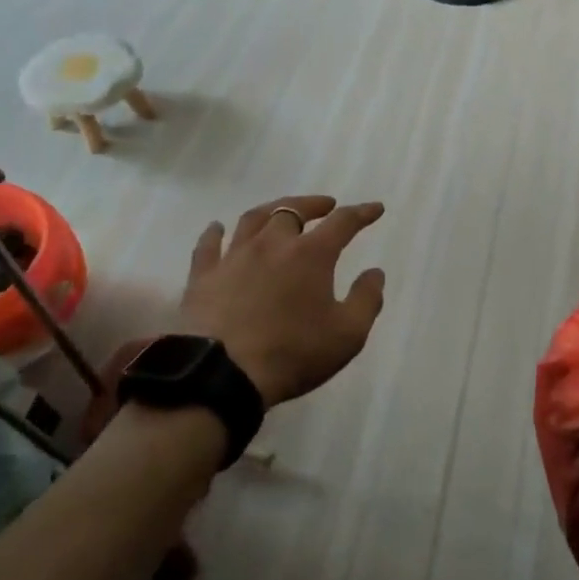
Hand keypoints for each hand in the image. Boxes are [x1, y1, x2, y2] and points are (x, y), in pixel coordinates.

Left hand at [179, 195, 386, 408]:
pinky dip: (215, 232)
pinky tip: (217, 227)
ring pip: (253, 219)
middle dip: (313, 205)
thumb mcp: (347, 335)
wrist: (221, 374)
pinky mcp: (203, 276)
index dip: (362, 213)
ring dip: (272, 210)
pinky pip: (208, 244)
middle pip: (293, 210)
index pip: (343, 222)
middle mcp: (272, 244)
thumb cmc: (292, 353)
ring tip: (280, 211)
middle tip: (325, 206)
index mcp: (311, 254)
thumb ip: (367, 300)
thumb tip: (375, 273)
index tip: (375, 208)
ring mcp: (234, 256)